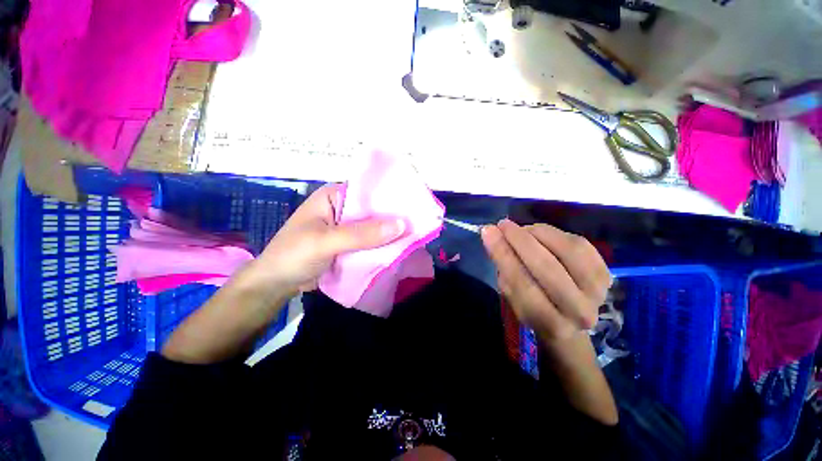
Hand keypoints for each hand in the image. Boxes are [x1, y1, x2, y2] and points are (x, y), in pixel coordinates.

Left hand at [248, 184, 405, 294]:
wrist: (275, 285)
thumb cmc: (293, 256)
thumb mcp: (325, 242)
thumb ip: (361, 234)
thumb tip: (401, 224)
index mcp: (333, 196)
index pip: (368, 191)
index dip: (390, 197)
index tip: (414, 205)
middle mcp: (342, 208)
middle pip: (373, 210)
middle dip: (393, 217)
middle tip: (419, 222)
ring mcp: (346, 227)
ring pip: (373, 227)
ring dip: (389, 232)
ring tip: (416, 234)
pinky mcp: (349, 243)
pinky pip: (370, 241)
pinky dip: (381, 245)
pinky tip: (399, 247)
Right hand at [481, 219, 610, 341]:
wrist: (568, 316)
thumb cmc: (533, 306)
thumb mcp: (511, 293)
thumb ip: (503, 266)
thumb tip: (492, 233)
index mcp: (550, 323)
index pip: (522, 284)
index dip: (503, 254)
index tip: (488, 232)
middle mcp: (580, 311)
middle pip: (547, 268)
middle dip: (521, 241)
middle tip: (503, 224)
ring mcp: (598, 291)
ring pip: (568, 251)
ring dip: (539, 233)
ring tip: (521, 229)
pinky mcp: (607, 272)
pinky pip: (580, 243)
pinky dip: (556, 233)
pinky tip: (540, 233)